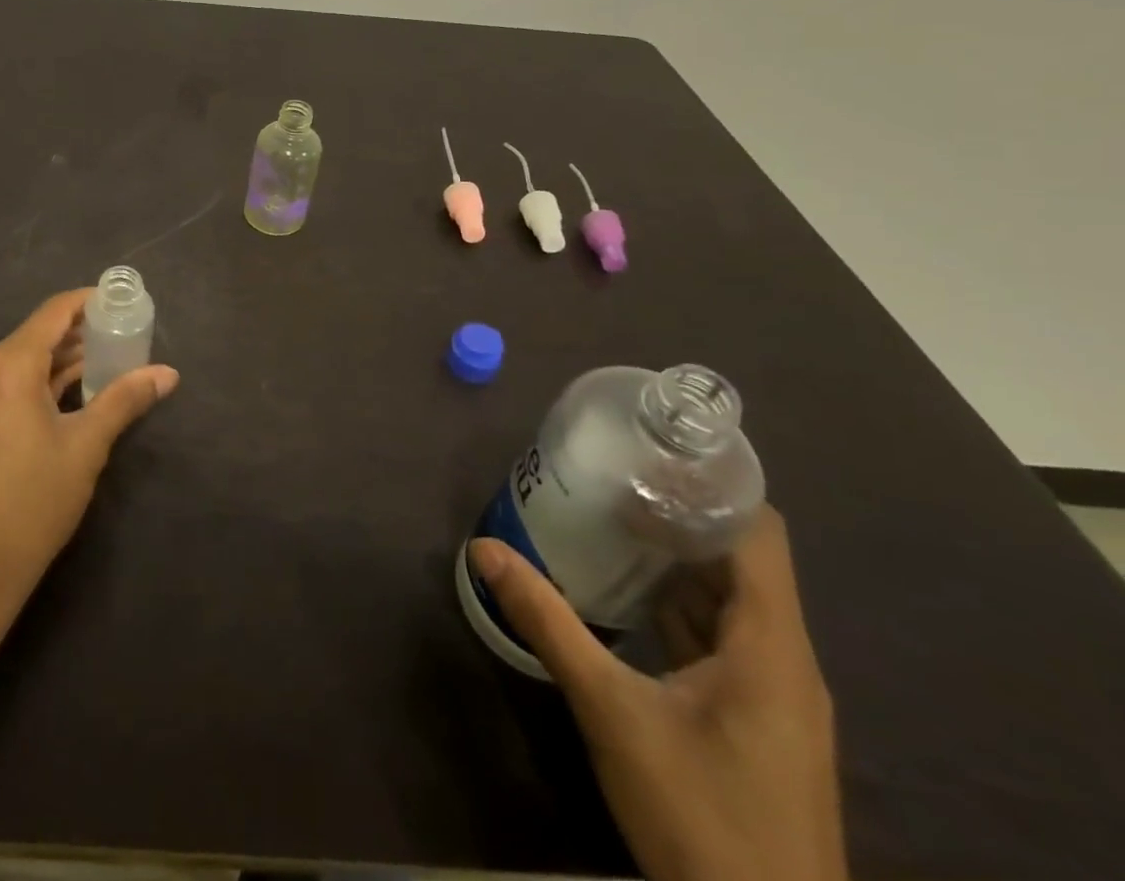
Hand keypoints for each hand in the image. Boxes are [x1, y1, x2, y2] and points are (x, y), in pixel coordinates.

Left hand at [0, 288, 177, 663]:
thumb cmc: (31, 505)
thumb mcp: (86, 447)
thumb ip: (125, 400)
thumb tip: (169, 373)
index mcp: (8, 365)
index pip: (55, 311)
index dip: (90, 302)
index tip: (125, 305)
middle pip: (40, 332)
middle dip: (83, 334)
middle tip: (127, 338)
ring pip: (26, 358)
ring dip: (65, 359)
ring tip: (112, 362)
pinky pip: (11, 381)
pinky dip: (43, 380)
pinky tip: (77, 390)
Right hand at [469, 507, 845, 880]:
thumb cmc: (701, 817)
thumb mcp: (611, 712)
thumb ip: (548, 624)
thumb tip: (485, 548)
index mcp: (771, 645)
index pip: (757, 532)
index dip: (709, 486)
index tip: (646, 453)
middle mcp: (784, 659)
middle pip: (739, 559)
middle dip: (675, 514)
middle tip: (607, 477)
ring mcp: (774, 694)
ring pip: (729, 600)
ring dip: (673, 559)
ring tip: (607, 518)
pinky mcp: (757, 721)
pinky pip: (720, 637)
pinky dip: (676, 603)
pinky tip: (624, 593)